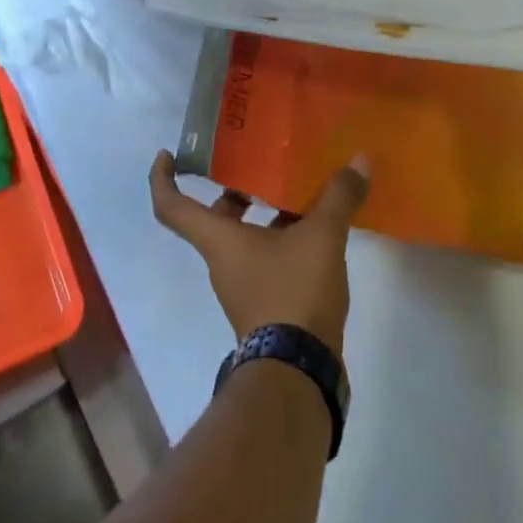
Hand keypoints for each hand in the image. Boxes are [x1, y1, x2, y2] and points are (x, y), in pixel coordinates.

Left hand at [148, 151, 368, 353]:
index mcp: (219, 239)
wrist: (298, 369)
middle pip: (215, 216)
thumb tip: (360, 160)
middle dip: (234, 189)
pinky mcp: (266, 301)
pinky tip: (316, 227)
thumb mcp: (321, 238)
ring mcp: (243, 283)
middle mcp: (223, 259)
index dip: (162, 178)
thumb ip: (338, 197)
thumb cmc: (292, 292)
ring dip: (265, 211)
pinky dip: (283, 236)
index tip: (167, 154)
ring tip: (298, 188)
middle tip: (258, 163)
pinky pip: (267, 256)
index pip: (172, 206)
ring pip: (245, 236)